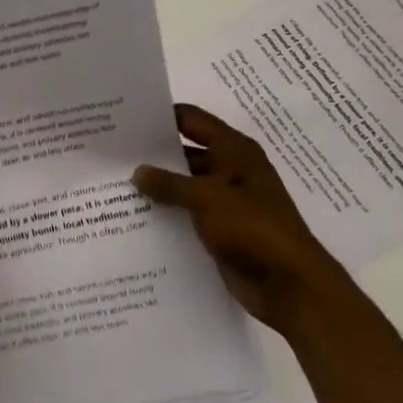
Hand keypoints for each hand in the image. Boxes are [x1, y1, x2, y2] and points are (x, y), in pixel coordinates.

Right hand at [133, 104, 336, 335]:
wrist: (290, 285)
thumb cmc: (253, 228)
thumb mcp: (207, 199)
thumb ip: (169, 183)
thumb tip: (137, 171)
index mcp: (233, 150)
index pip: (190, 119)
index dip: (160, 118)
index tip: (125, 120)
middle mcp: (230, 169)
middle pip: (185, 152)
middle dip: (152, 155)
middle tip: (111, 156)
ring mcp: (225, 201)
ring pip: (184, 186)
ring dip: (158, 188)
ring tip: (114, 186)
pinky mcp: (221, 229)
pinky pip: (188, 214)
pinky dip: (167, 214)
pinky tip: (135, 218)